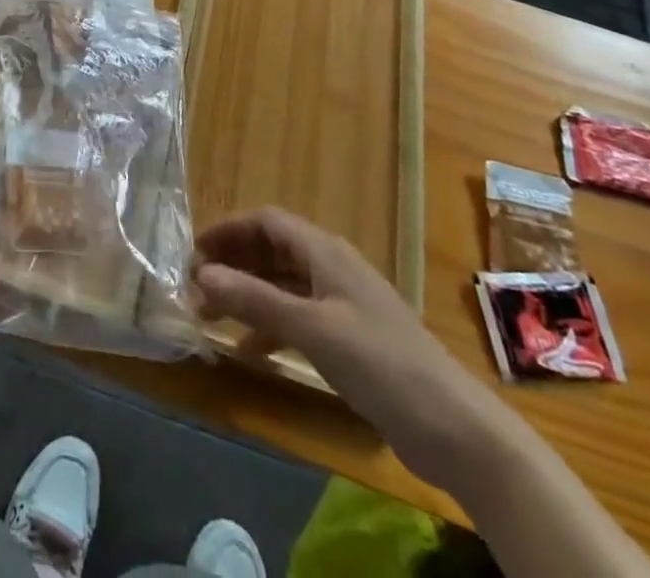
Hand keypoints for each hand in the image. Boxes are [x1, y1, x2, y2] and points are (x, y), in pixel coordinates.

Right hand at [195, 209, 516, 495]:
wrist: (455, 428)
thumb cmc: (379, 362)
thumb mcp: (310, 328)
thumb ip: (254, 299)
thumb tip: (201, 273)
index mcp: (324, 252)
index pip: (267, 222)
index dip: (229, 230)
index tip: (194, 251)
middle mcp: (332, 268)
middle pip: (273, 251)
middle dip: (234, 264)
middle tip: (197, 287)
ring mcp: (344, 304)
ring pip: (283, 286)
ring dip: (248, 297)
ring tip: (212, 320)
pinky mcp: (352, 340)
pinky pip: (299, 318)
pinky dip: (272, 327)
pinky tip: (253, 352)